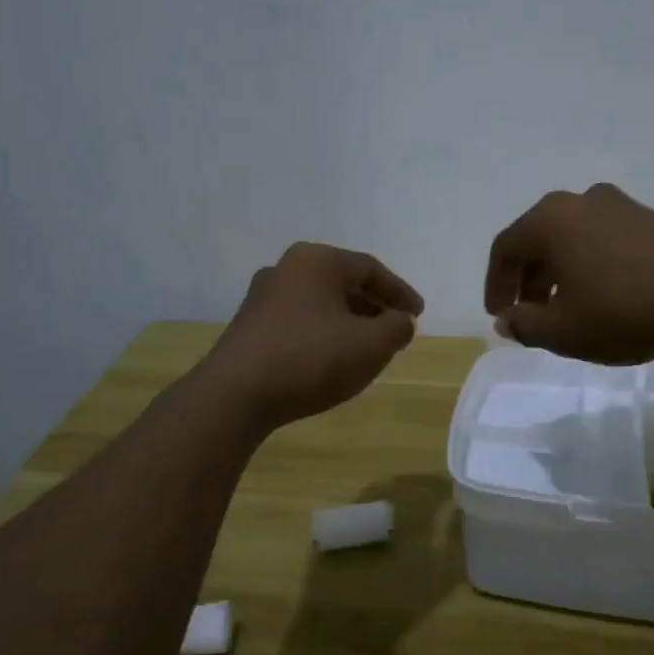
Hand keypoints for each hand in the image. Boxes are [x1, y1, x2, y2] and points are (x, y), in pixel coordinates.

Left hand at [206, 242, 423, 428]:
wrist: (235, 394)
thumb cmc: (311, 359)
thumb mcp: (370, 345)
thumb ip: (396, 327)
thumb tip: (401, 320)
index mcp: (317, 260)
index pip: (370, 269)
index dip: (400, 292)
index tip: (418, 314)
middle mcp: (287, 268)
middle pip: (343, 281)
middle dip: (374, 305)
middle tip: (396, 327)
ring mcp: (263, 296)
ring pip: (320, 301)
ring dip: (349, 319)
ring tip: (368, 345)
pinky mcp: (250, 324)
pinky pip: (299, 319)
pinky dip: (324, 331)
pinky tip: (331, 356)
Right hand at [484, 184, 653, 364]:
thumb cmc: (624, 311)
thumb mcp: (563, 331)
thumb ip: (524, 324)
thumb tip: (507, 319)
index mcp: (551, 219)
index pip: (505, 248)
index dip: (496, 285)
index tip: (499, 316)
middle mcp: (581, 201)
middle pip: (538, 240)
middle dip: (527, 281)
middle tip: (529, 316)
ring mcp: (620, 205)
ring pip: (571, 240)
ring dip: (558, 274)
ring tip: (564, 311)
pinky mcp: (650, 218)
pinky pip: (601, 240)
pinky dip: (588, 267)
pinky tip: (601, 298)